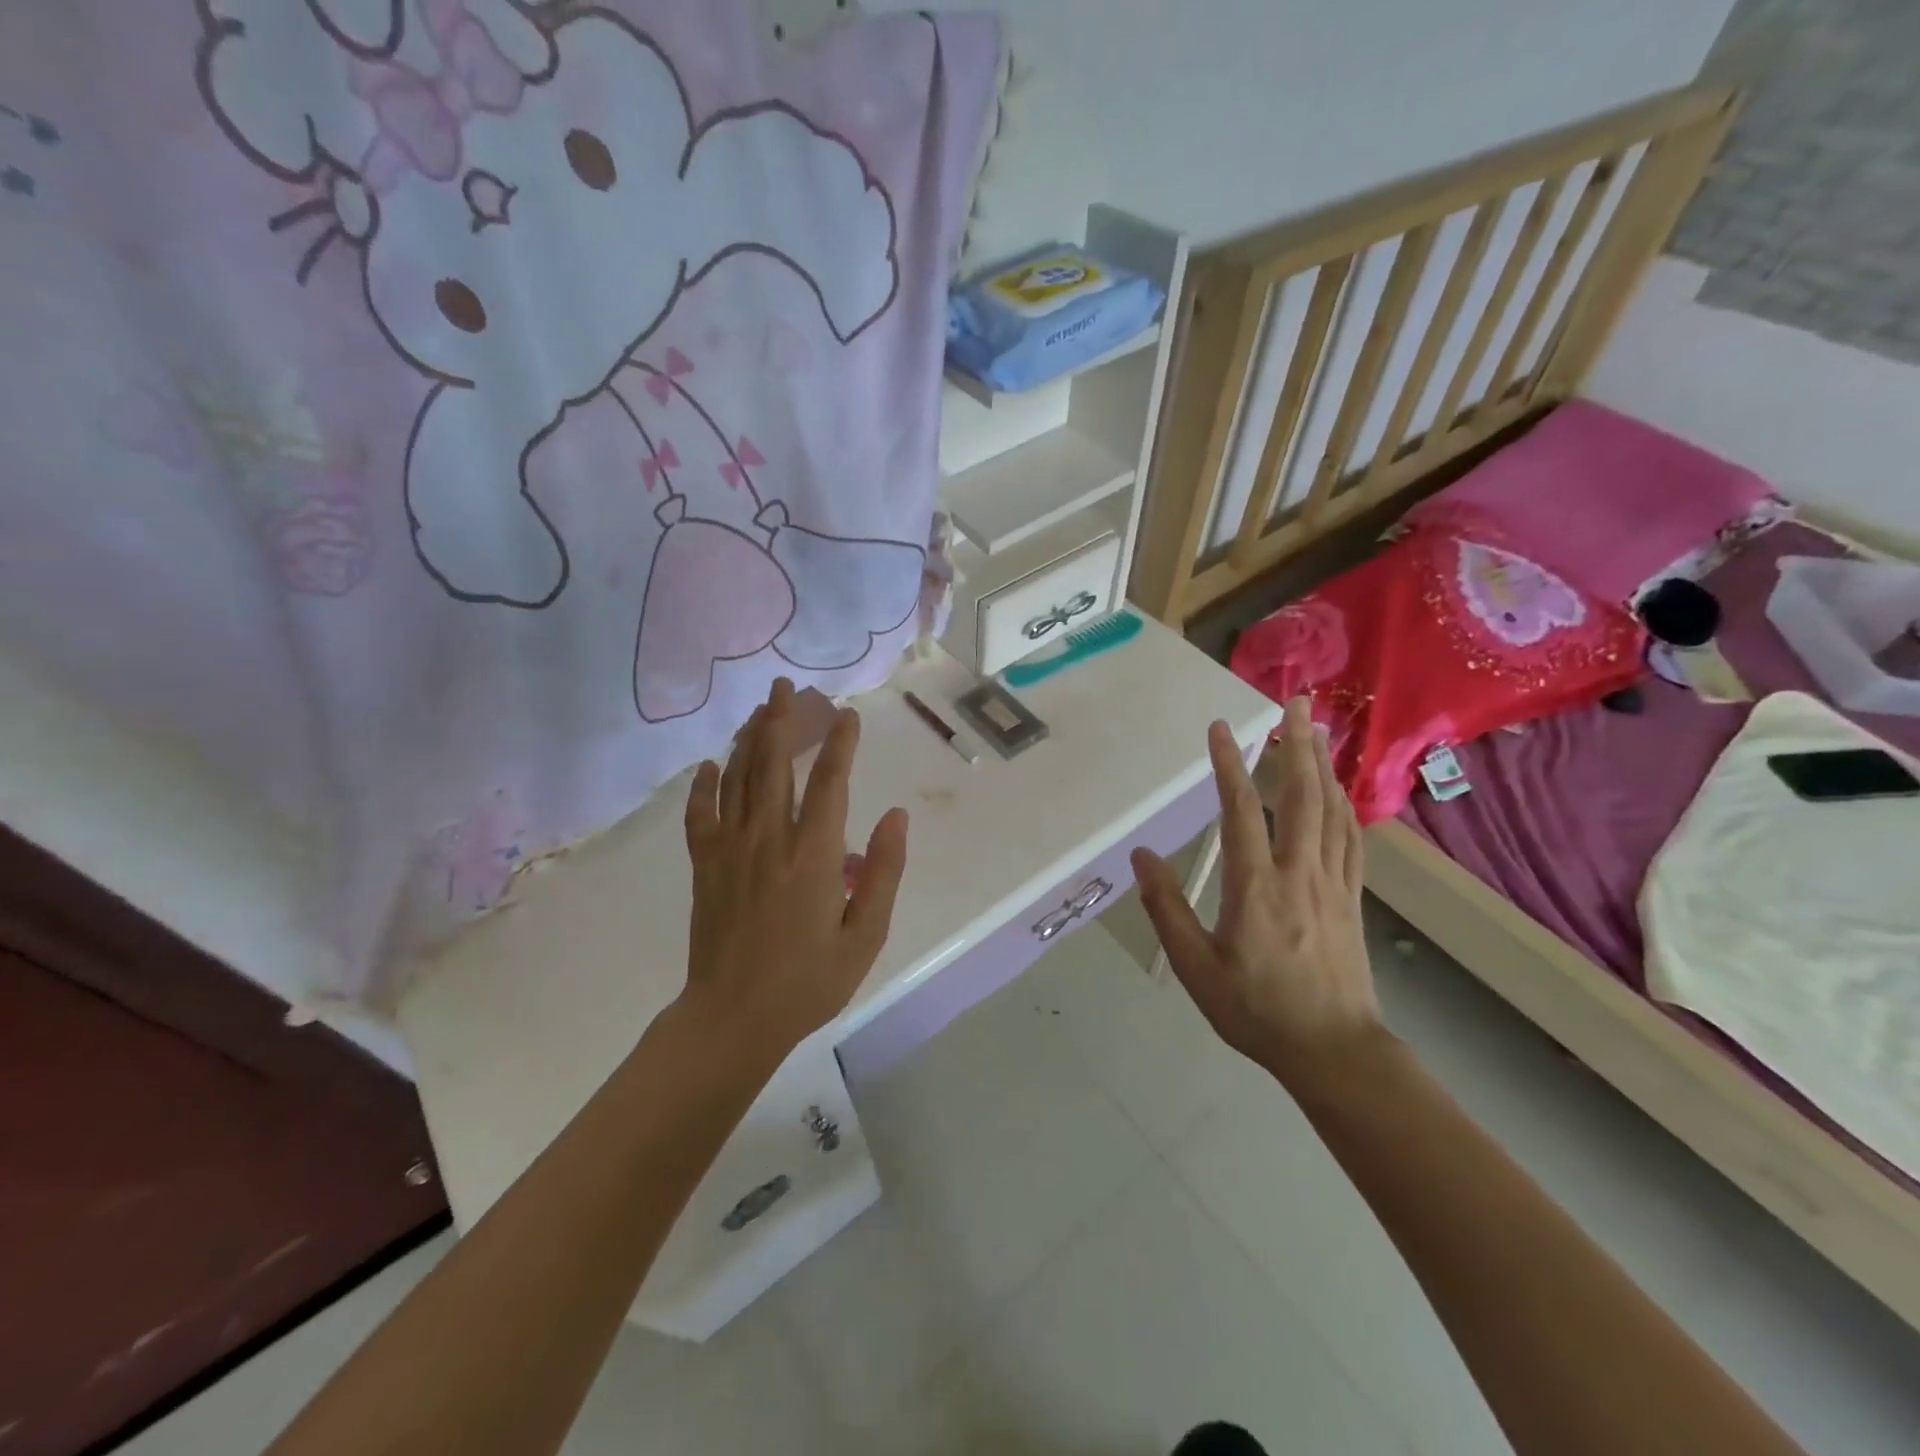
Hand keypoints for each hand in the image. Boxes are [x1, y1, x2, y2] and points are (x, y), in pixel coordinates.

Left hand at [681, 679, 908, 1059]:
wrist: (733, 1018)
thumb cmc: (808, 982)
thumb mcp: (865, 936)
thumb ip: (884, 873)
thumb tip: (896, 817)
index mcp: (813, 856)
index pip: (830, 783)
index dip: (841, 744)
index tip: (848, 716)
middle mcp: (769, 840)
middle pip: (774, 765)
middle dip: (781, 720)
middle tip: (785, 686)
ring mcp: (730, 850)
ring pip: (738, 779)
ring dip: (748, 739)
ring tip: (758, 709)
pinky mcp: (704, 867)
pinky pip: (700, 815)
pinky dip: (703, 786)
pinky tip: (709, 765)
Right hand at [1131, 699, 1383, 1088]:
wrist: (1334, 1051)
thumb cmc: (1257, 1010)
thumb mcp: (1196, 968)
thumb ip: (1167, 909)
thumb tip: (1141, 856)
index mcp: (1257, 888)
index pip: (1240, 812)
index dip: (1230, 766)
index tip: (1220, 728)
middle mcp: (1299, 873)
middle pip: (1302, 796)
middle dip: (1298, 744)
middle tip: (1295, 702)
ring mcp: (1332, 883)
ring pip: (1331, 811)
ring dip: (1323, 765)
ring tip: (1317, 729)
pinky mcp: (1350, 897)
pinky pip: (1349, 838)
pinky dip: (1342, 805)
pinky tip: (1337, 791)